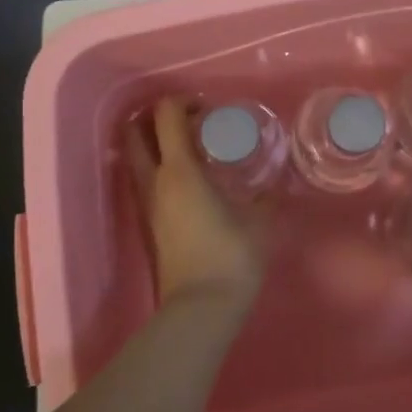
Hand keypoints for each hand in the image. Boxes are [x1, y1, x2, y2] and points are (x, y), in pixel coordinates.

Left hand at [127, 98, 269, 314]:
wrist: (201, 309)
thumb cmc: (231, 256)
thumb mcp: (260, 220)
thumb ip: (268, 196)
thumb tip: (276, 183)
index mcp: (179, 170)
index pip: (166, 116)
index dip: (183, 102)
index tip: (208, 109)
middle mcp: (155, 181)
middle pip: (136, 134)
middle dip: (157, 119)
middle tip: (190, 123)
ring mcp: (148, 204)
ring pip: (136, 159)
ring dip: (155, 144)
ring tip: (192, 149)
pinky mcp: (150, 224)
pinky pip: (146, 182)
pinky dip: (160, 168)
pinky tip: (191, 180)